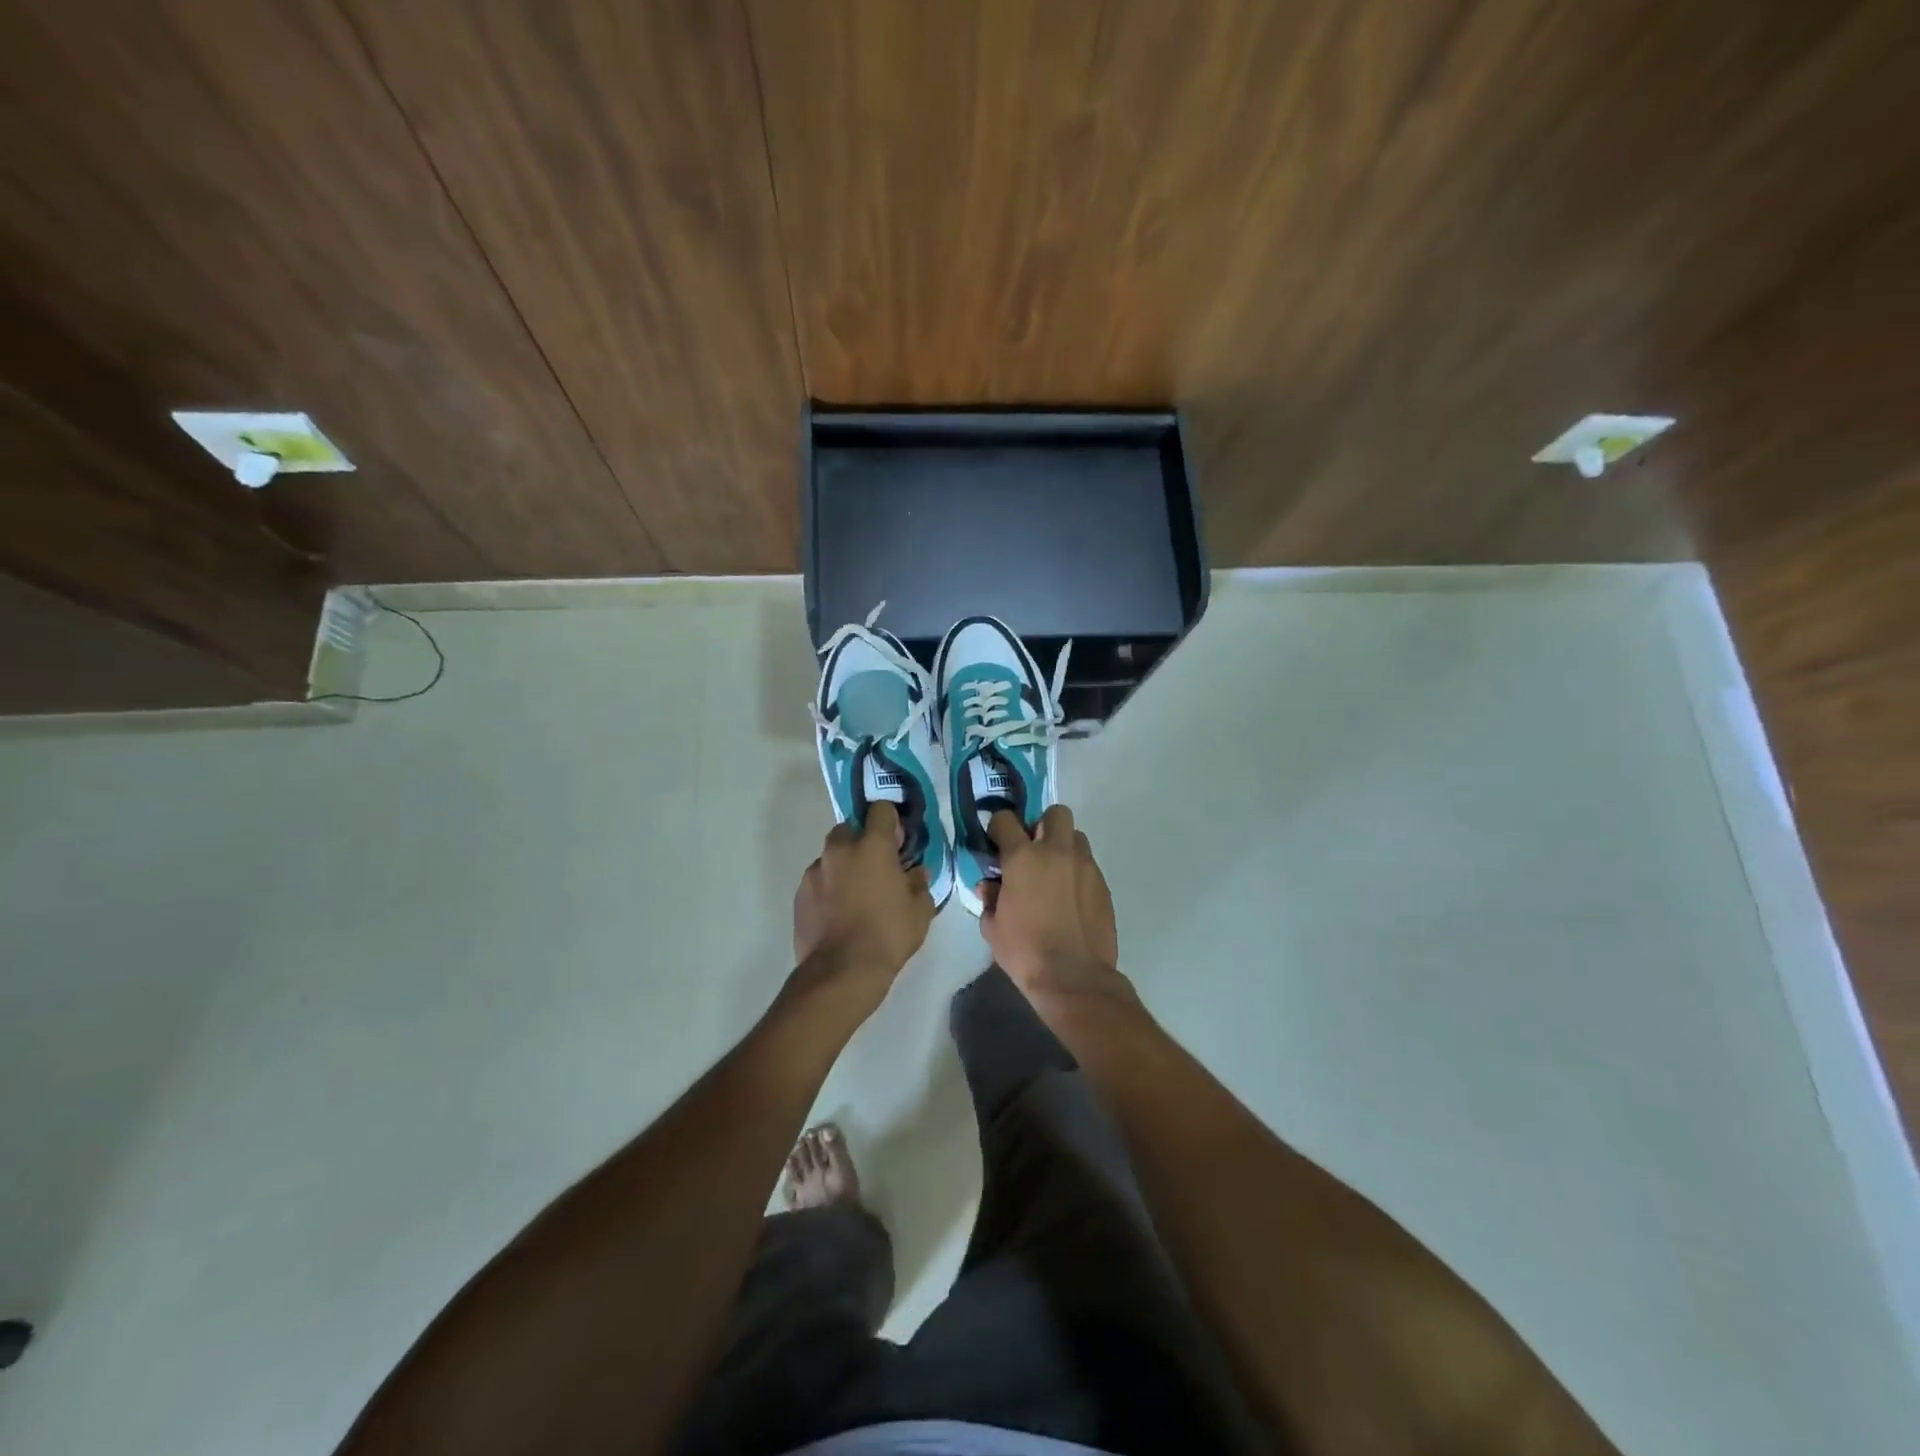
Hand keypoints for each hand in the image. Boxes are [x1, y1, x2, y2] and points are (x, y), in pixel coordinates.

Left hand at [791, 802, 934, 1008]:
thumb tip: (915, 873)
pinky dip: (828, 889)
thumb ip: (919, 882)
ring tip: (855, 896)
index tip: (897, 843)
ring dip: (844, 867)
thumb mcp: (920, 909)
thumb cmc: (888, 934)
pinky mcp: (799, 894)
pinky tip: (838, 914)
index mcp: (872, 845)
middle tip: (876, 870)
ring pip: (832, 857)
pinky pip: (818, 881)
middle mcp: (839, 849)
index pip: (881, 809)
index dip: (891, 822)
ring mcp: (815, 870)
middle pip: (850, 829)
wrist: (841, 971)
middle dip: (862, 842)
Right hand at [979, 805, 1136, 1016]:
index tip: (996, 842)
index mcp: (1023, 857)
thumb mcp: (993, 927)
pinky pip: (1088, 864)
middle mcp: (1056, 852)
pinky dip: (1077, 872)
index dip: (998, 827)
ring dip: (1063, 846)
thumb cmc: (1025, 951)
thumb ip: (989, 898)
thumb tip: (990, 886)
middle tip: (1033, 851)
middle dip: (1042, 825)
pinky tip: (1070, 897)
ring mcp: (1084, 866)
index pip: (1006, 820)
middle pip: (1055, 813)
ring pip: (1076, 836)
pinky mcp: (1103, 884)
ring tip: (1054, 873)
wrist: (1073, 978)